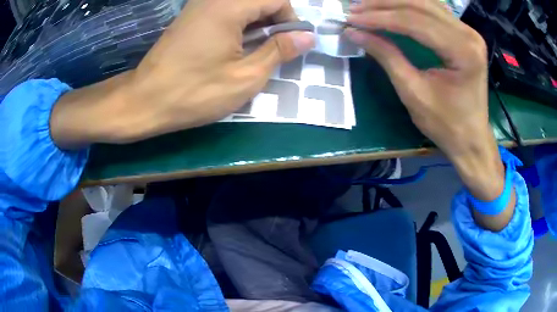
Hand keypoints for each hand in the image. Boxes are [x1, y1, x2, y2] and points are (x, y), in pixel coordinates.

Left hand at [50, 0, 313, 146]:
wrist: (136, 105)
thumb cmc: (184, 97)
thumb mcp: (243, 81)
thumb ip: (278, 52)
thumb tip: (306, 36)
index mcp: (231, 6)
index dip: (296, 15)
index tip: (305, 37)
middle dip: (283, 19)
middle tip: (292, 47)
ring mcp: (204, 7)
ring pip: (249, 5)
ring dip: (267, 24)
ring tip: (272, 51)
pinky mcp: (195, 19)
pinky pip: (234, 13)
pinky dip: (249, 27)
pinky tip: (250, 47)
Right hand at [346, 0, 511, 229]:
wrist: (471, 138)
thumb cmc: (447, 124)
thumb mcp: (414, 92)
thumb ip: (387, 56)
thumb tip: (355, 33)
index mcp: (463, 51)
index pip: (415, 22)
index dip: (380, 18)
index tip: (351, 18)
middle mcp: (468, 34)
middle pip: (420, 6)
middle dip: (383, 5)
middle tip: (355, 8)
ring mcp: (468, 32)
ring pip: (425, 3)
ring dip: (394, 1)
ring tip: (368, 5)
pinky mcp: (464, 34)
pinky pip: (433, 10)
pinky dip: (410, 6)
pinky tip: (392, 6)